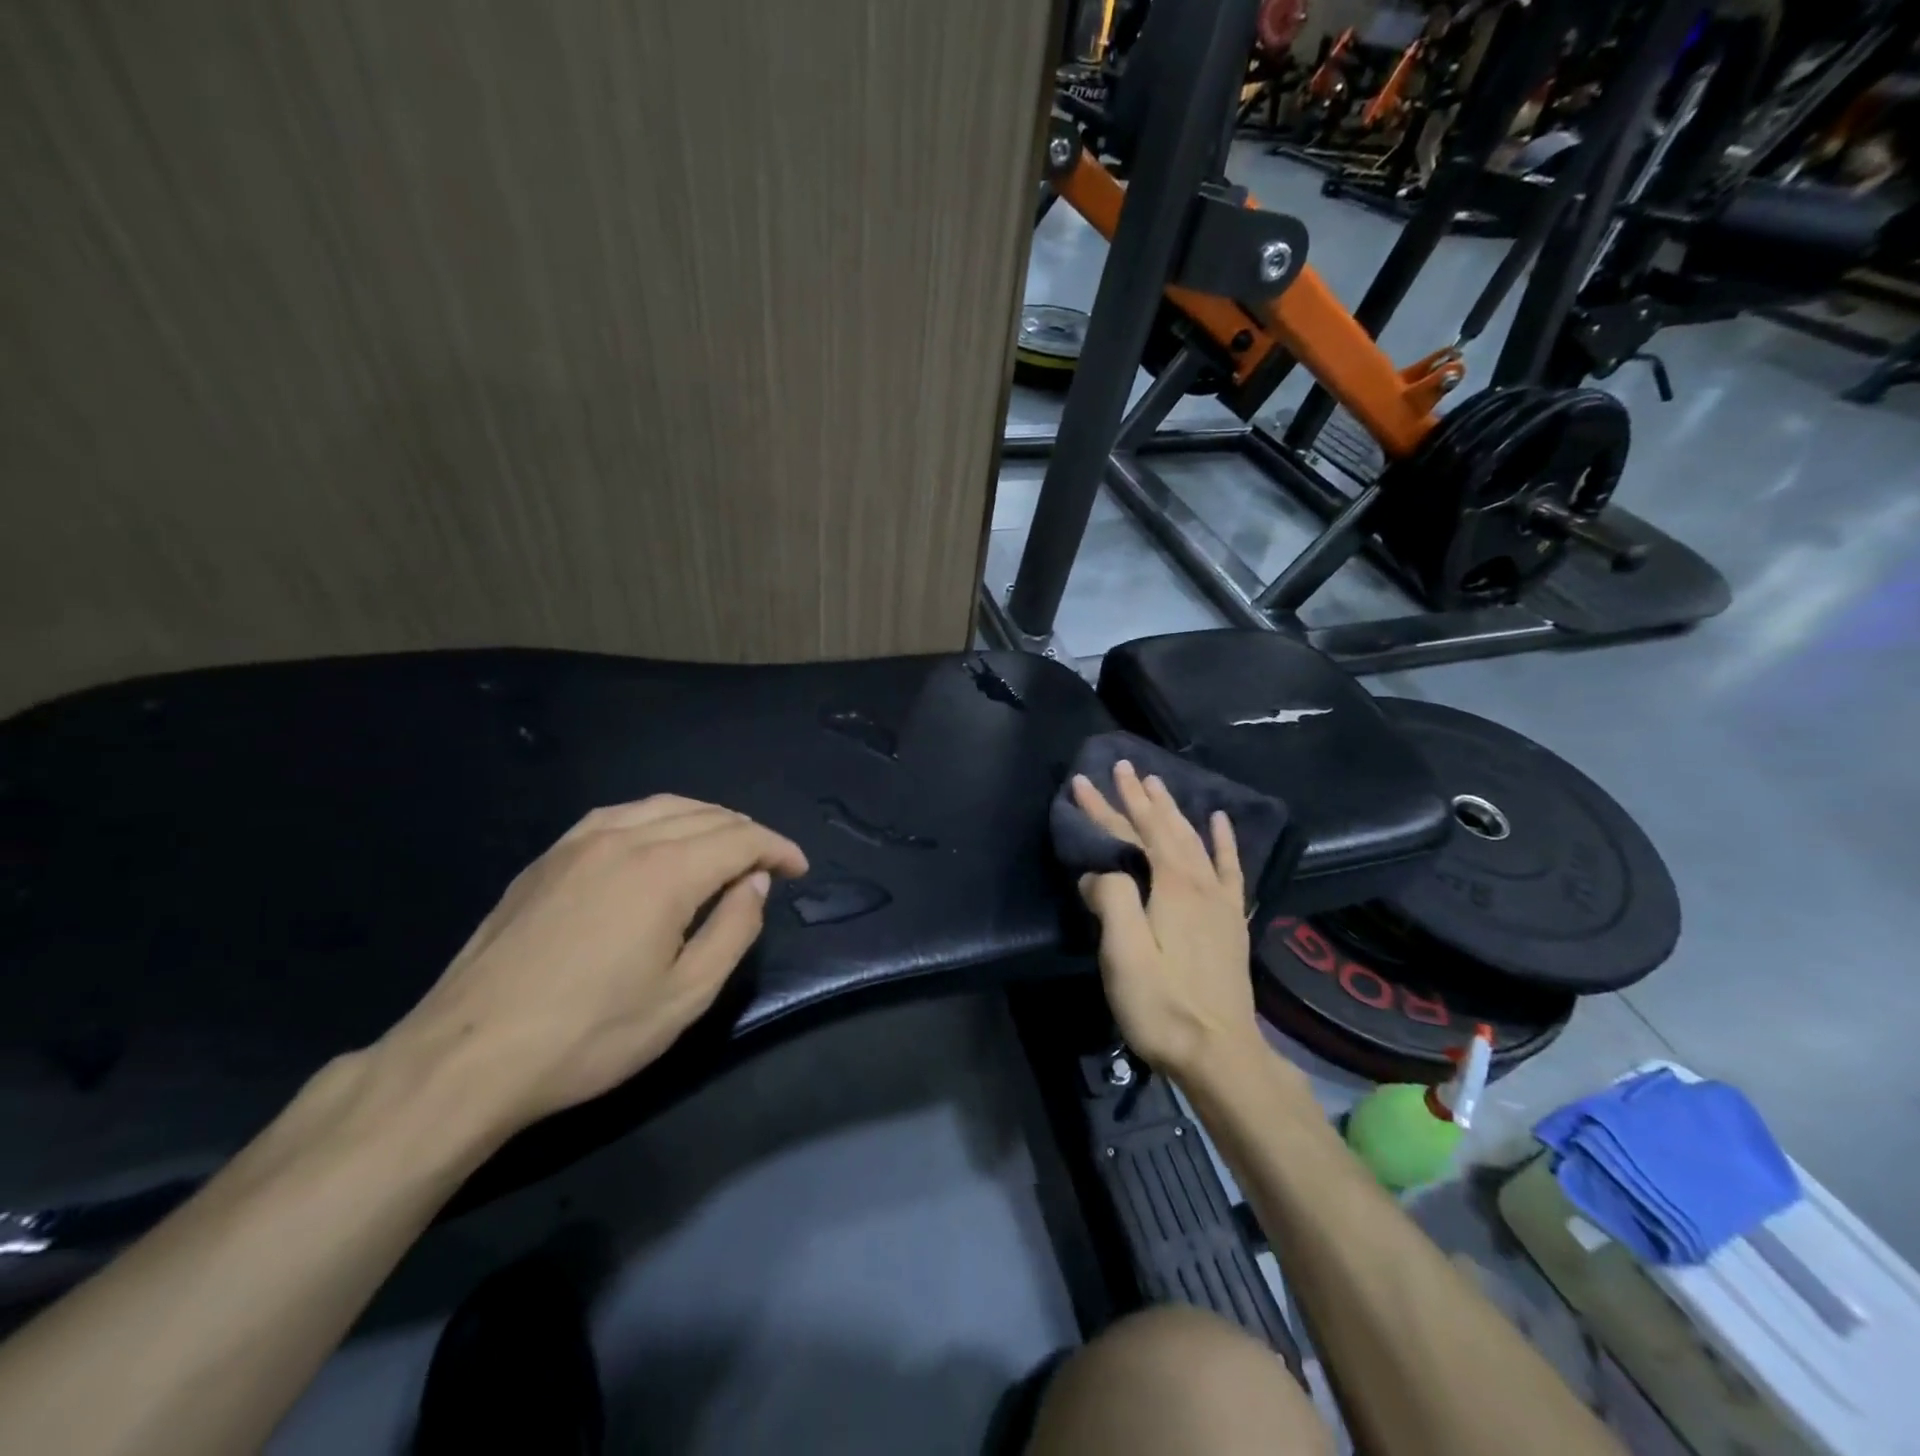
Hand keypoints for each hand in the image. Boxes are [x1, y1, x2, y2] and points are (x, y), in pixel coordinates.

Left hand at [379, 796, 807, 1135]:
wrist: (467, 1057)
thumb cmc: (589, 1035)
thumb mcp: (684, 996)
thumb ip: (733, 930)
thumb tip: (755, 883)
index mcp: (665, 871)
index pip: (741, 838)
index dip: (778, 849)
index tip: (798, 869)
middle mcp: (625, 838)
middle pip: (706, 815)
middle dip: (748, 833)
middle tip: (768, 864)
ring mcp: (579, 842)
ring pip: (662, 806)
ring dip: (706, 819)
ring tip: (724, 846)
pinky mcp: (547, 857)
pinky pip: (619, 814)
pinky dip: (658, 817)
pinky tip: (658, 839)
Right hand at [1072, 762, 1262, 1083]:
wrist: (1222, 1055)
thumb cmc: (1163, 1007)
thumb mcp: (1124, 956)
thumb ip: (1111, 902)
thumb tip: (1097, 872)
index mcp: (1169, 887)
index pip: (1130, 835)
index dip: (1104, 807)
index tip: (1083, 781)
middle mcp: (1197, 884)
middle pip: (1163, 829)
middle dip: (1138, 797)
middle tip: (1122, 767)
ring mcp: (1219, 901)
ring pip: (1191, 840)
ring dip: (1171, 809)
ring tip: (1157, 783)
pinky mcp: (1231, 920)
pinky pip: (1228, 868)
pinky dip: (1222, 840)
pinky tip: (1218, 820)